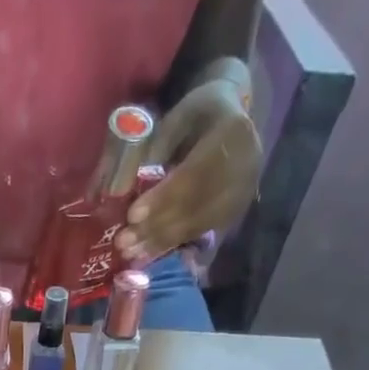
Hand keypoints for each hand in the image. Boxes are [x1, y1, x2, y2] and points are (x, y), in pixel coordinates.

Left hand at [117, 77, 260, 261]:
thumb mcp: (178, 117)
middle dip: (156, 227)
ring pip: (197, 225)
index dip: (163, 198)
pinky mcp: (234, 213)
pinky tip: (148, 253)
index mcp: (233, 132)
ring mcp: (243, 193)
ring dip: (161, 242)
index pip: (195, 174)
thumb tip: (122, 189)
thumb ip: (156, 148)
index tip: (133, 215)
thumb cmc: (198, 116)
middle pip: (195, 206)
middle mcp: (246, 166)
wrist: (233, 119)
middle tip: (124, 243)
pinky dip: (172, 245)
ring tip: (131, 252)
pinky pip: (200, 233)